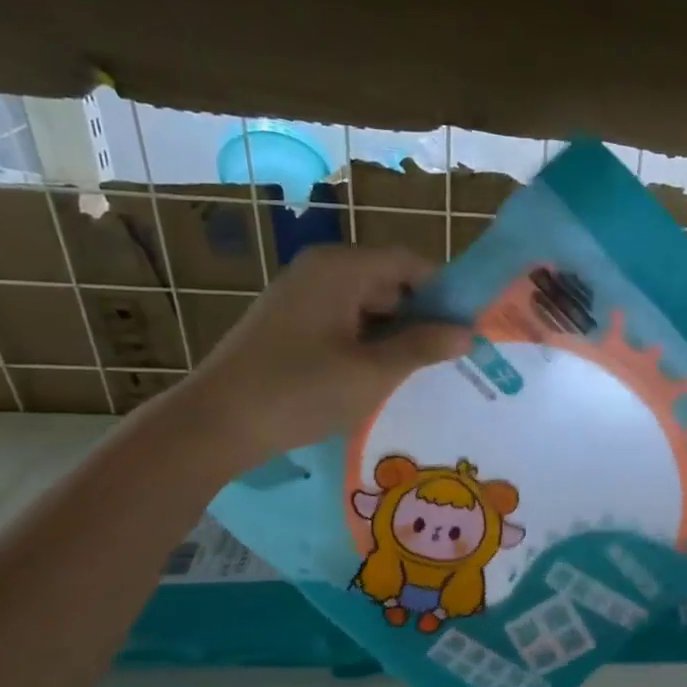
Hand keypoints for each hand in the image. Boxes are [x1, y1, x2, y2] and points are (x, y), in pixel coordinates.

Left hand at [168, 245, 471, 473]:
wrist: (216, 423)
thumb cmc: (300, 391)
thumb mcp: (372, 373)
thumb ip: (422, 347)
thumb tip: (467, 333)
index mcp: (341, 268)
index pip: (410, 262)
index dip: (444, 292)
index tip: (470, 326)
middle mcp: (320, 270)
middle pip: (389, 282)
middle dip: (421, 317)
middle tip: (452, 356)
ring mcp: (301, 295)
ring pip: (367, 305)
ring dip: (395, 334)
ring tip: (422, 371)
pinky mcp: (290, 322)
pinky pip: (344, 321)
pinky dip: (367, 342)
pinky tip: (381, 375)